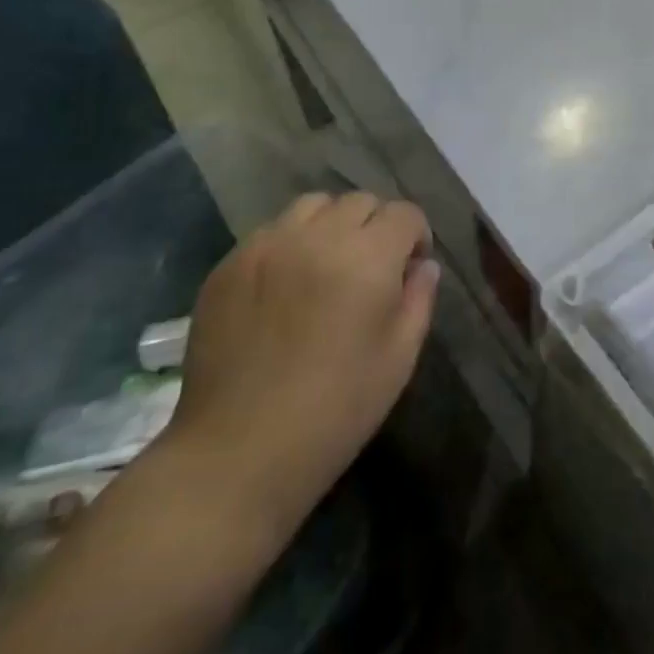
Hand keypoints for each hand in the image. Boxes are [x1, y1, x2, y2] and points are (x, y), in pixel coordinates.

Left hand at [160, 192, 439, 531]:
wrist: (238, 452)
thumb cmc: (335, 411)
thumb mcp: (399, 359)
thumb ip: (419, 300)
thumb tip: (424, 266)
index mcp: (367, 258)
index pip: (404, 213)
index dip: (416, 236)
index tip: (410, 268)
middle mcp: (317, 237)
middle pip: (359, 201)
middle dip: (376, 226)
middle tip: (370, 269)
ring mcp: (266, 245)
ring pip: (312, 206)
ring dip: (331, 226)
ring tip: (326, 266)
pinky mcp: (228, 264)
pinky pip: (270, 231)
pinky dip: (289, 244)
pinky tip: (285, 287)